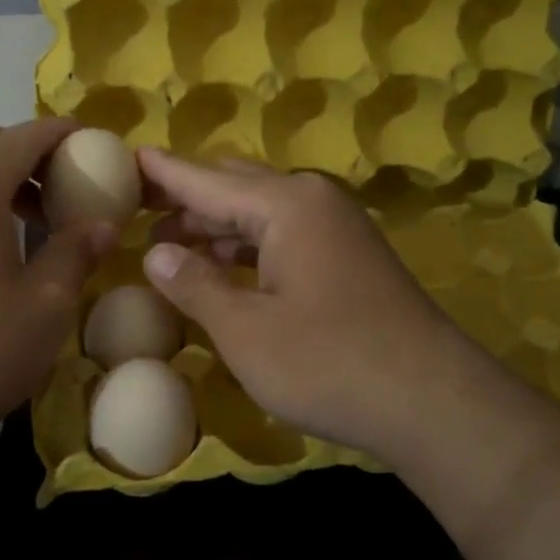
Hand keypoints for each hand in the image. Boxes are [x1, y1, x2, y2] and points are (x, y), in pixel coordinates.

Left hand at [0, 120, 115, 454]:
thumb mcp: (46, 303)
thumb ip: (76, 250)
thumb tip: (102, 223)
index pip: (25, 136)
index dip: (64, 134)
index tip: (98, 145)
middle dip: (35, 155)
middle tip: (73, 186)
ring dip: (7, 182)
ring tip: (44, 221)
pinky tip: (4, 250)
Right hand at [138, 149, 497, 461]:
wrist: (431, 401)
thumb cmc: (328, 363)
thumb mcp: (245, 330)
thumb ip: (195, 284)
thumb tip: (155, 252)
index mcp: (286, 206)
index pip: (206, 180)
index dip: (164, 173)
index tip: (128, 158)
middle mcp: (314, 202)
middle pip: (236, 187)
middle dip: (187, 198)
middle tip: (138, 210)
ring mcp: (338, 230)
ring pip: (262, 213)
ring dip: (216, 225)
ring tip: (168, 242)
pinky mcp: (350, 259)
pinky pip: (284, 237)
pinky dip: (246, 247)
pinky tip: (222, 268)